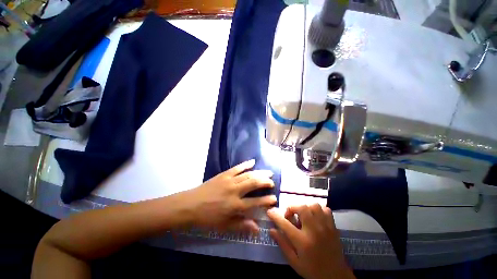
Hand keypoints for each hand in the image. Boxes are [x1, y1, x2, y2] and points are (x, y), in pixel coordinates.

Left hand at [182, 159, 275, 232]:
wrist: (190, 205)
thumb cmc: (207, 217)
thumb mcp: (224, 225)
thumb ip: (241, 225)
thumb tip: (257, 228)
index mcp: (235, 205)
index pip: (255, 202)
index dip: (266, 200)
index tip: (274, 198)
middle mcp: (235, 191)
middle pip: (254, 183)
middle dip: (265, 182)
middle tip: (272, 181)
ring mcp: (229, 180)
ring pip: (248, 174)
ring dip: (259, 173)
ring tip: (268, 172)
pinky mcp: (224, 174)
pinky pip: (237, 167)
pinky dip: (246, 164)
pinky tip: (253, 162)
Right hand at [267, 204, 354, 278]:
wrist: (336, 277)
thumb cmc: (312, 270)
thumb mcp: (294, 262)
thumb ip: (282, 244)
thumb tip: (271, 230)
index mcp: (303, 242)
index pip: (285, 224)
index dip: (275, 216)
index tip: (269, 212)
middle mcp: (314, 231)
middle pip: (301, 208)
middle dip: (292, 208)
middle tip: (290, 216)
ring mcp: (325, 227)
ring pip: (314, 206)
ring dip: (305, 208)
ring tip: (303, 216)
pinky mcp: (333, 226)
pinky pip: (325, 209)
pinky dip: (318, 210)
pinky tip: (315, 217)